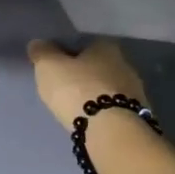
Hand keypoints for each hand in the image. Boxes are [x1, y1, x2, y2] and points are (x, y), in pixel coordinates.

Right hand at [27, 38, 146, 131]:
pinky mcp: (136, 115)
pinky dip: (103, 112)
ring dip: (94, 95)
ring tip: (77, 107)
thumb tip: (38, 44)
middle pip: (99, 66)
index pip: (84, 44)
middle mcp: (125, 64)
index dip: (68, 53)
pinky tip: (92, 120)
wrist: (110, 129)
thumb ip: (42, 53)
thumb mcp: (49, 66)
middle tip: (65, 87)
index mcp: (105, 47)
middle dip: (84, 75)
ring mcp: (135, 91)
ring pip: (108, 88)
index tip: (56, 66)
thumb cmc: (77, 89)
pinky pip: (114, 108)